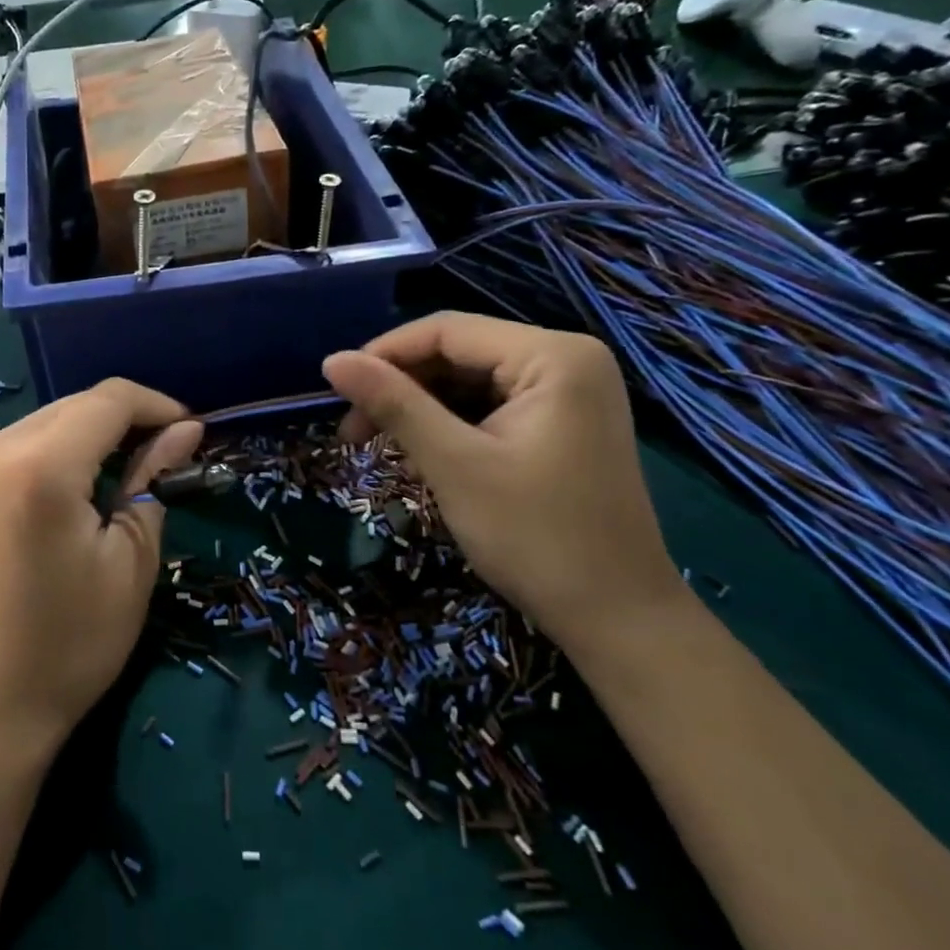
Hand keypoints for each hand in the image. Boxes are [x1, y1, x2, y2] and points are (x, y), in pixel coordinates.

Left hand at [0, 379, 202, 758]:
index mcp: (40, 465)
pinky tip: (87, 482)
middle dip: (129, 418)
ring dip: (97, 432)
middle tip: (171, 453)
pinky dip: (65, 449)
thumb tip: (184, 431)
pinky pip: (26, 442)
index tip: (194, 431)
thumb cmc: (72, 640)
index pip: (109, 400)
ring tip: (135, 469)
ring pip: (52, 419)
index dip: (158, 406)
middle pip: (78, 404)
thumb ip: (153, 479)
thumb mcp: (131, 559)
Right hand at [321, 313, 680, 646]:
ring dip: (418, 409)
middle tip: (352, 433)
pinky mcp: (561, 424)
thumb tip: (331, 360)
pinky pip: (488, 406)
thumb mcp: (454, 465)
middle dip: (400, 387)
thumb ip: (394, 404)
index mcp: (553, 356)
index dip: (383, 354)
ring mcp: (567, 393)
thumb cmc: (536, 537)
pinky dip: (448, 426)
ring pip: (467, 381)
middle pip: (457, 353)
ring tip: (380, 450)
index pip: (446, 330)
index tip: (335, 393)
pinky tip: (422, 458)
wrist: (618, 620)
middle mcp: (566, 360)